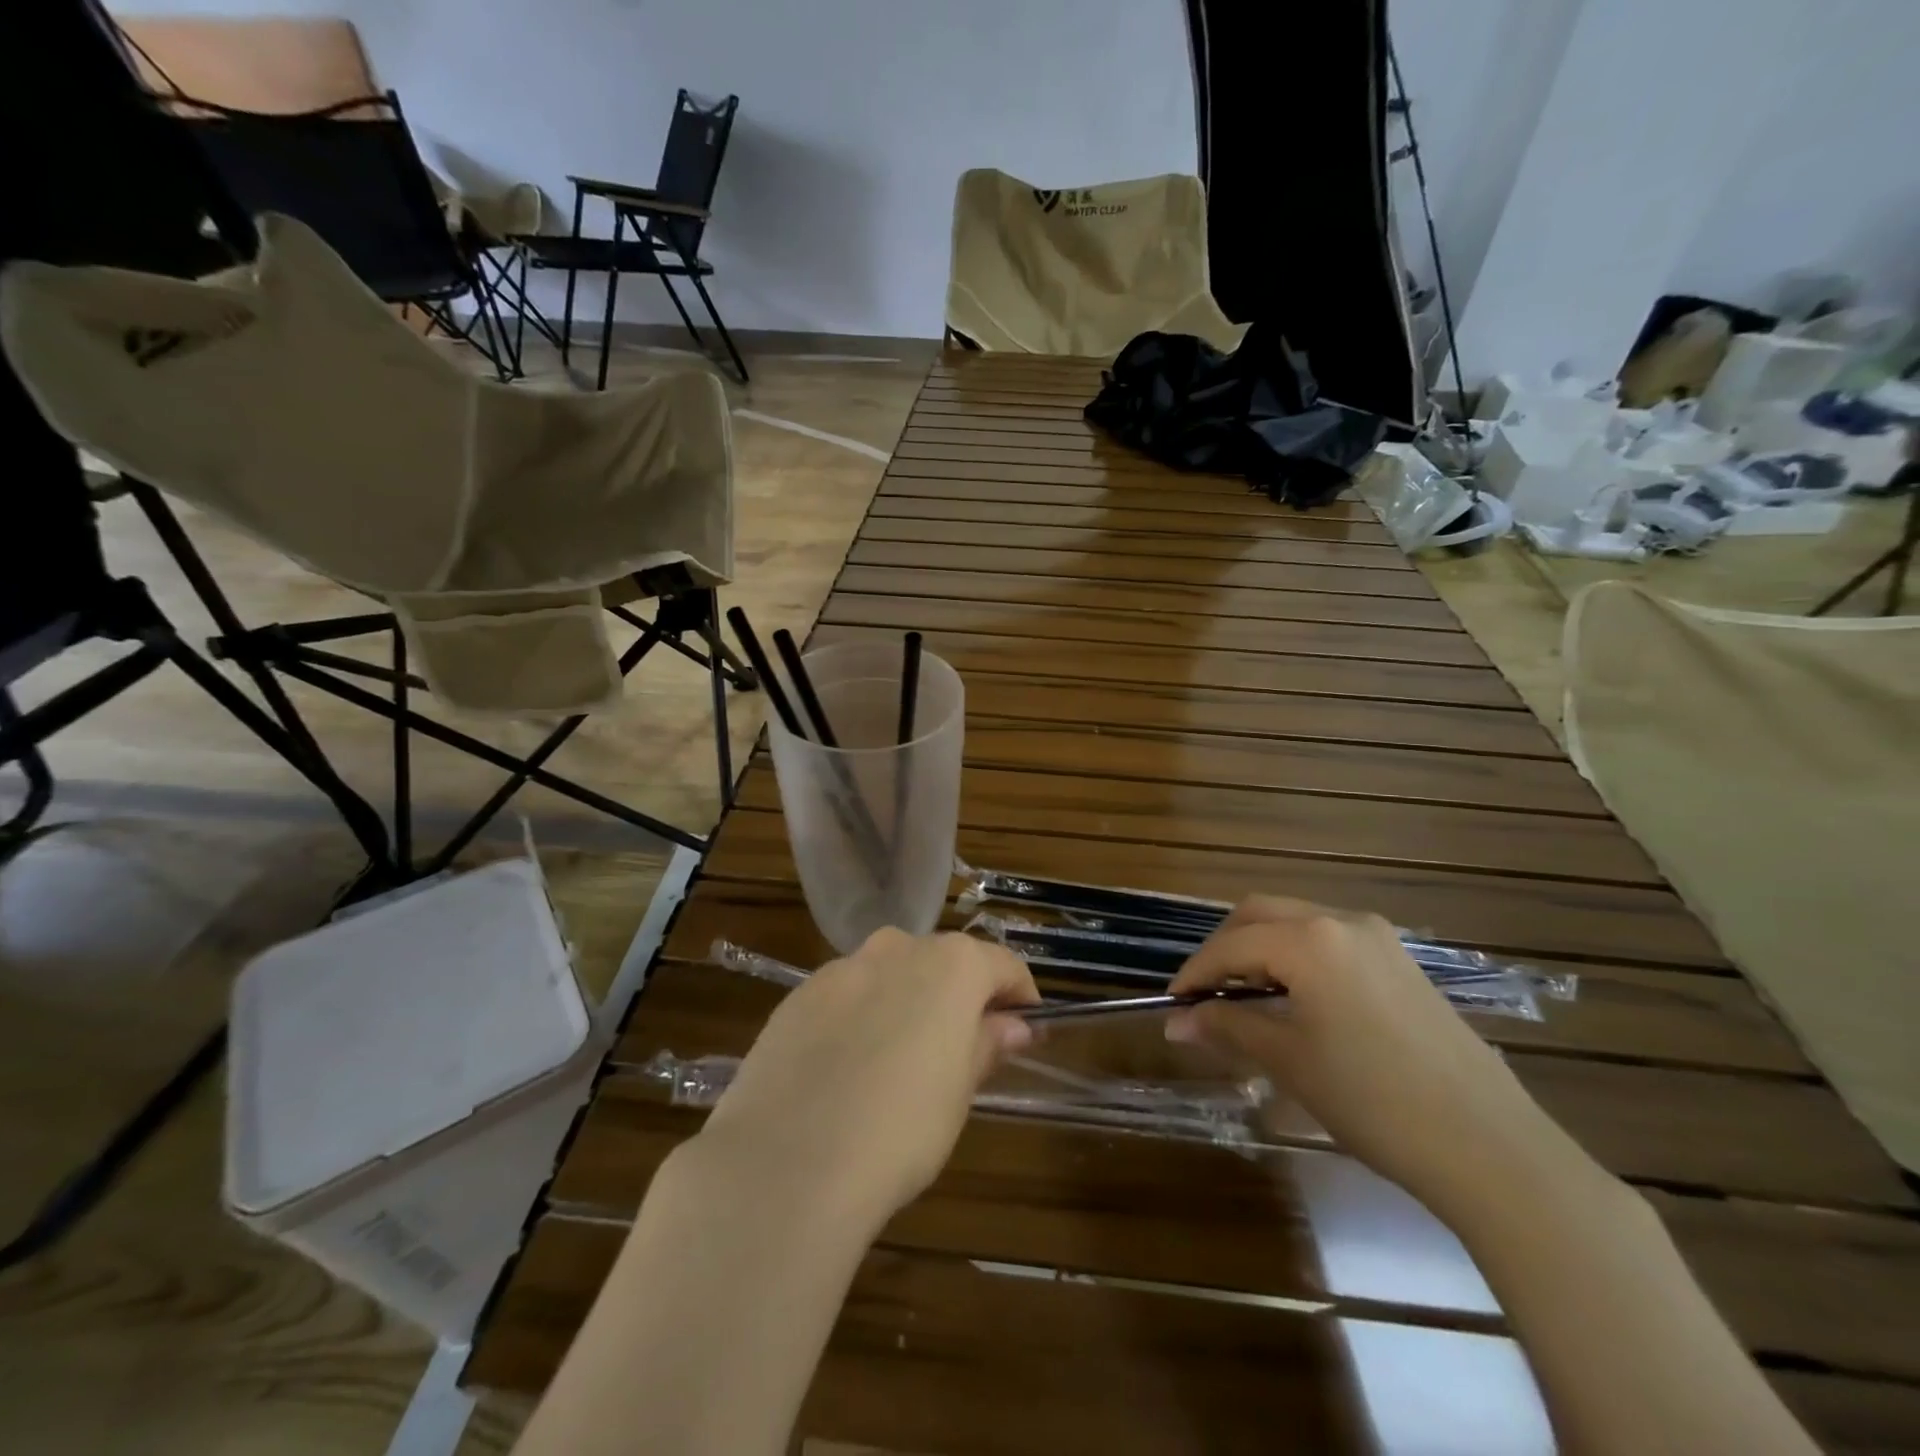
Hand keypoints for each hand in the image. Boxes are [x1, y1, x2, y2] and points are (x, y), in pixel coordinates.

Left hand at [689, 929, 1039, 1231]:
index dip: (1019, 996)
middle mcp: (897, 948)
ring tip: (899, 1060)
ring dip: (905, 1002)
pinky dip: (859, 1017)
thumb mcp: (960, 1091)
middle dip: (959, 995)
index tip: (1025, 1028)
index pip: (1002, 965)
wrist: (788, 1162)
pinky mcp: (797, 996)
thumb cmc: (901, 1128)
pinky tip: (847, 1069)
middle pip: (943, 961)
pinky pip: (846, 996)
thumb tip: (1012, 1025)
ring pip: (889, 974)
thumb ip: (986, 1044)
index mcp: (950, 964)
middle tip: (962, 1047)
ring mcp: (841, 968)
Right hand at [1167, 896, 1598, 1222]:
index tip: (1173, 1003)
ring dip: (1261, 949)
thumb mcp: (1288, 1060)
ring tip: (1245, 997)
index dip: (1195, 972)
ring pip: (1297, 923)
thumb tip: (1176, 1021)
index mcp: (1309, 939)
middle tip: (1205, 992)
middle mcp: (1342, 921)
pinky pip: (1330, 941)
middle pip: (1260, 914)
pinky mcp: (1402, 962)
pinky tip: (1295, 1000)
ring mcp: (1379, 938)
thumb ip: (1227, 1026)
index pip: (1231, 945)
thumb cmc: (1372, 1099)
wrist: (1488, 1146)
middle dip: (1225, 948)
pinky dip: (1297, 958)